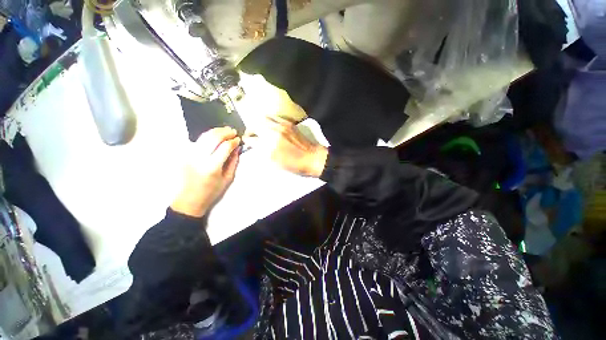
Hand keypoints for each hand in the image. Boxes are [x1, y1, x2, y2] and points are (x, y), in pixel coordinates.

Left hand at [171, 127, 240, 217]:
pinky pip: (198, 141)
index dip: (233, 141)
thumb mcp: (228, 178)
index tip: (238, 139)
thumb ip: (233, 162)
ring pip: (204, 136)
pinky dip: (208, 136)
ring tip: (225, 130)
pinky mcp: (185, 155)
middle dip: (225, 132)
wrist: (189, 200)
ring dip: (216, 131)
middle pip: (213, 138)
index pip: (225, 147)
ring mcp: (190, 155)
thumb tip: (237, 148)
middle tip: (233, 131)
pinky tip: (215, 136)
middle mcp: (199, 158)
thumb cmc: (211, 192)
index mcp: (212, 167)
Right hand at [244, 117, 327, 177]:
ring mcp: (282, 126)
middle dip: (250, 130)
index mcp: (270, 147)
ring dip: (259, 123)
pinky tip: (270, 125)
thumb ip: (263, 153)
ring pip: (264, 118)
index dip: (247, 141)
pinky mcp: (289, 123)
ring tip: (259, 129)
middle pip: (255, 125)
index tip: (246, 141)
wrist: (312, 158)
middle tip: (251, 134)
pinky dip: (269, 120)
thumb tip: (256, 146)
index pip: (252, 140)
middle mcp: (274, 133)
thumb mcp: (276, 163)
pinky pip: (275, 117)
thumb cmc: (294, 164)